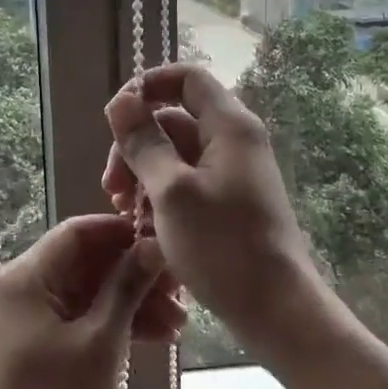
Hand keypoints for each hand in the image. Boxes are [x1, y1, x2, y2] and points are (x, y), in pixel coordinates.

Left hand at [0, 215, 180, 388]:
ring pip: (88, 293)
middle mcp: (23, 287)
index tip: (165, 243)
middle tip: (181, 292)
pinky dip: (114, 325)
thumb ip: (126, 287)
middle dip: (134, 274)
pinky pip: (80, 319)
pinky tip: (156, 339)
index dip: (123, 233)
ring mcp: (29, 317)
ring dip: (131, 303)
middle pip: (86, 263)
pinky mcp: (38, 344)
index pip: (79, 232)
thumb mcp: (100, 342)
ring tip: (178, 325)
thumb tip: (152, 244)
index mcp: (26, 276)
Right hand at [103, 64, 316, 355]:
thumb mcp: (171, 192)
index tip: (115, 118)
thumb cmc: (223, 246)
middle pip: (174, 121)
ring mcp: (233, 174)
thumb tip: (120, 100)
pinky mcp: (229, 203)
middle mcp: (234, 141)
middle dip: (135, 146)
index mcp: (229, 126)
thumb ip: (143, 143)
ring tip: (124, 213)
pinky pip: (187, 184)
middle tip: (111, 187)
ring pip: (176, 156)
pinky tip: (142, 229)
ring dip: (143, 177)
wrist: (276, 310)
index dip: (148, 86)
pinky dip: (162, 198)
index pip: (186, 78)